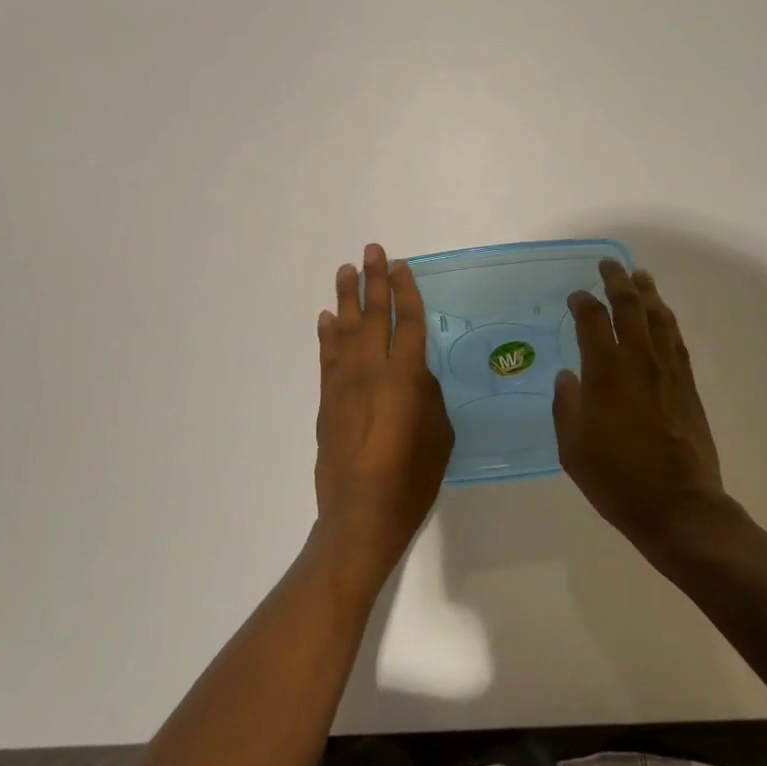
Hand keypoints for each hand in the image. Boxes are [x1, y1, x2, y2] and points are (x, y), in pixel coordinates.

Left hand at [313, 244, 452, 588]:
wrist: (360, 516)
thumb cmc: (411, 480)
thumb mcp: (440, 436)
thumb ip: (429, 396)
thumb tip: (416, 375)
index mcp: (407, 378)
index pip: (408, 322)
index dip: (406, 291)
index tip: (401, 265)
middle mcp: (373, 372)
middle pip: (373, 316)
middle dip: (374, 280)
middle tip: (372, 249)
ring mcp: (345, 384)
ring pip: (345, 330)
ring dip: (346, 298)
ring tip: (346, 270)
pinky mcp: (327, 401)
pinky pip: (327, 357)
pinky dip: (326, 335)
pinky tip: (326, 318)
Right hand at [554, 260, 730, 556]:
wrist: (680, 508)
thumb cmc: (617, 480)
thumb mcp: (573, 449)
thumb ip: (566, 406)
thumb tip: (569, 376)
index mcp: (605, 374)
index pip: (593, 321)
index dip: (583, 302)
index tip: (576, 296)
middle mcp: (638, 362)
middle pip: (630, 307)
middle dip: (617, 281)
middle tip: (609, 265)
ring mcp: (667, 371)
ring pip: (658, 318)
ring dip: (647, 293)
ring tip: (639, 277)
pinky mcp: (688, 385)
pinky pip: (676, 340)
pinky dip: (666, 320)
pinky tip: (662, 315)